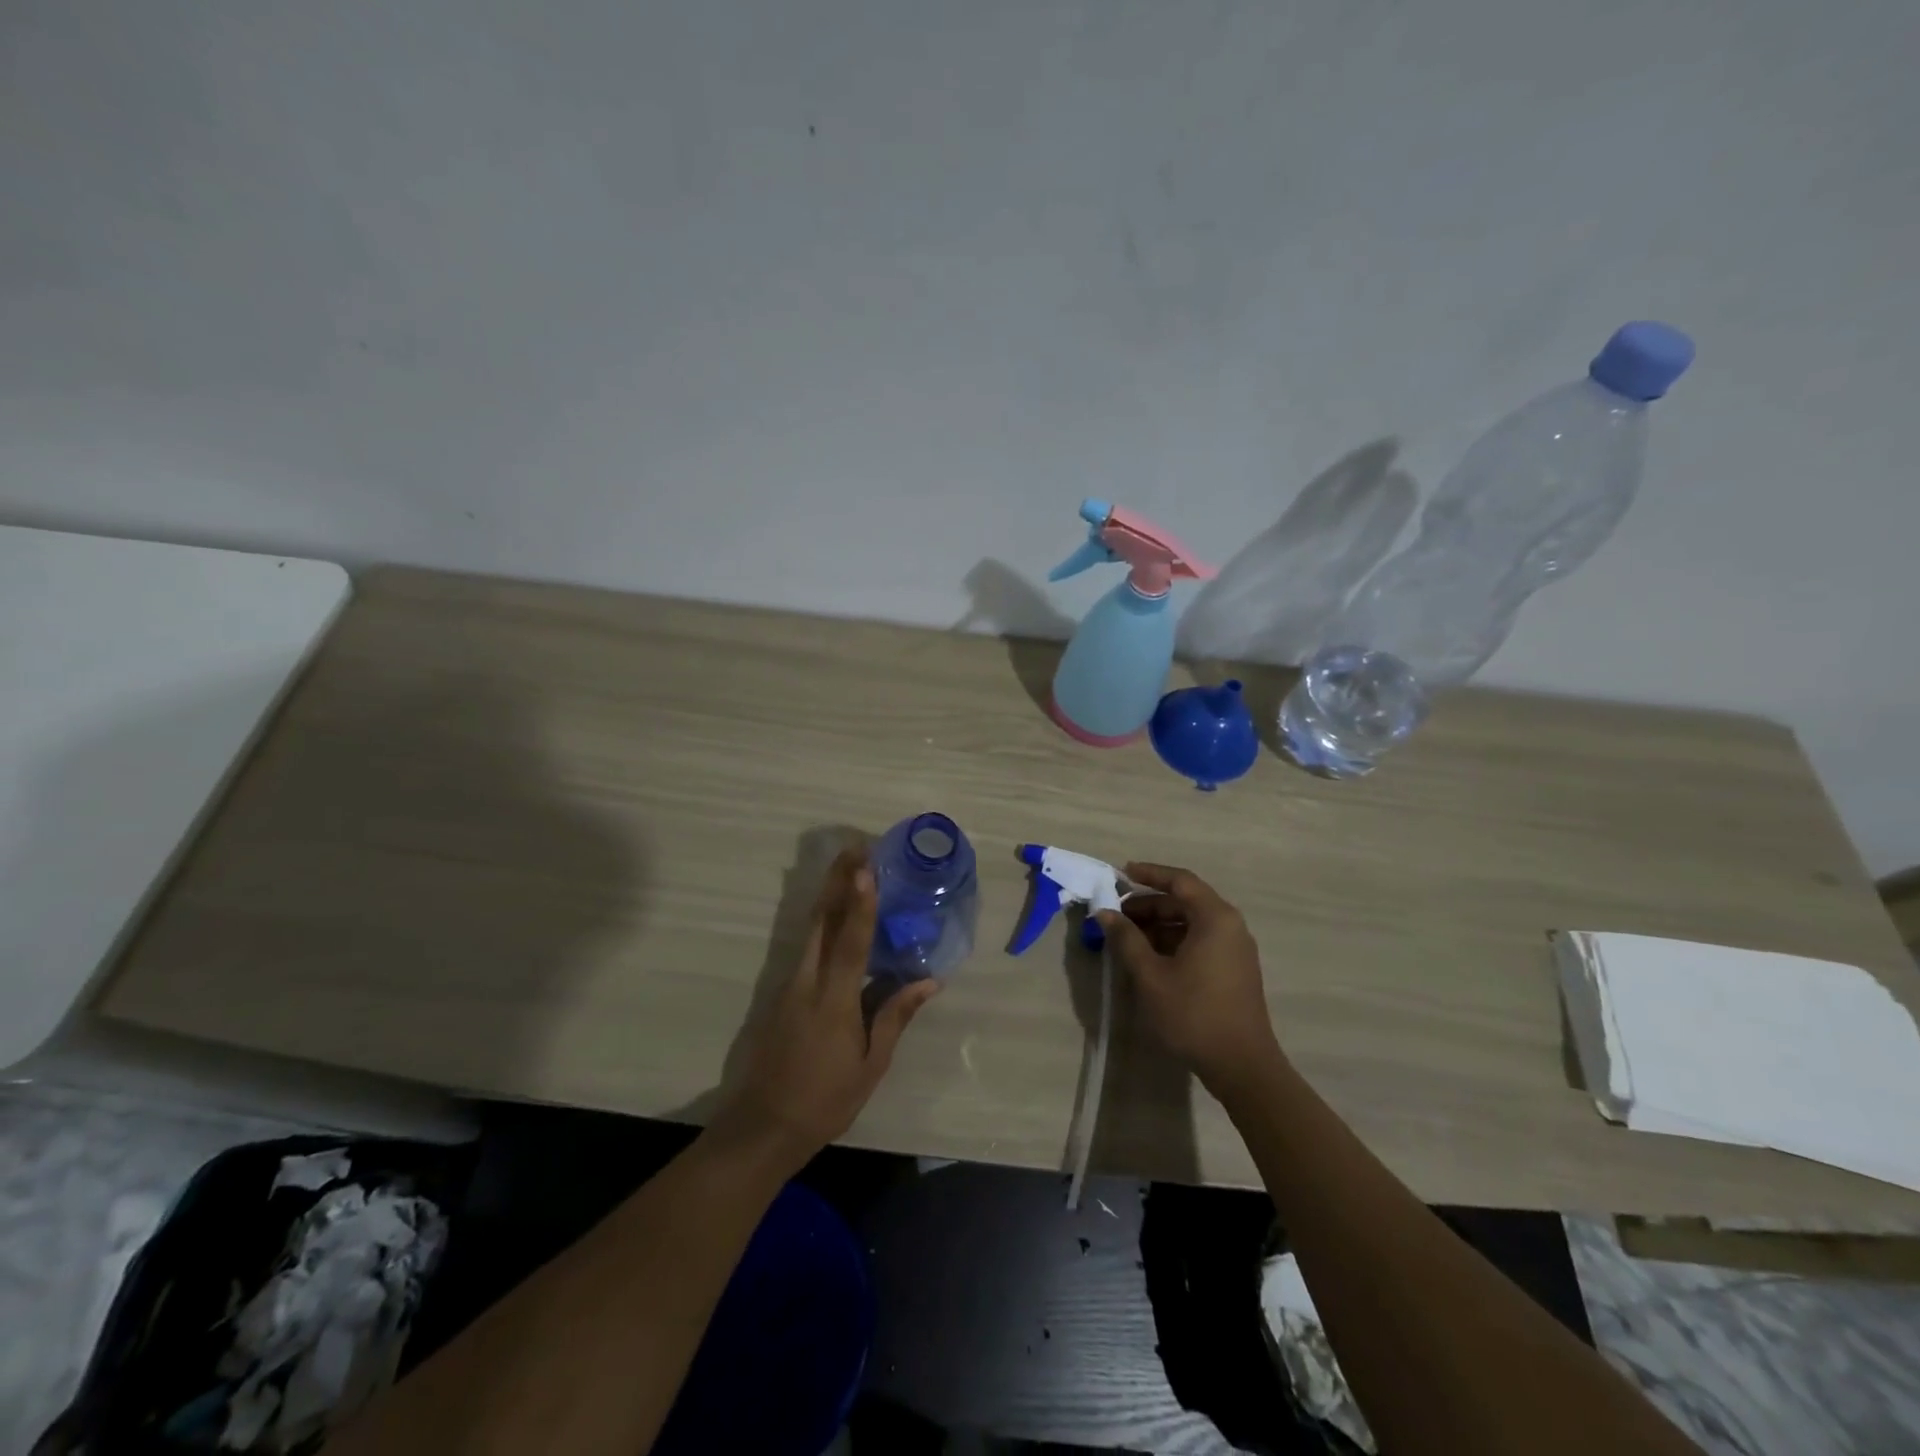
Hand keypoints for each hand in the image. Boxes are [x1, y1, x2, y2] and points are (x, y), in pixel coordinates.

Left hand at [712, 848, 939, 1171]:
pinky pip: (805, 947)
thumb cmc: (825, 1099)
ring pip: (810, 930)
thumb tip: (929, 981)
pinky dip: (822, 922)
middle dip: (837, 882)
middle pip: (822, 921)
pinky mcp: (782, 993)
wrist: (763, 1126)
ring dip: (828, 896)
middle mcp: (808, 982)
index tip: (865, 868)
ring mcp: (790, 985)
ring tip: (848, 870)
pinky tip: (834, 915)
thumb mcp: (870, 1064)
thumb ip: (895, 1017)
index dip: (860, 903)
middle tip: (856, 849)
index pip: (850, 941)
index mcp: (834, 1000)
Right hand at [1096, 862, 1282, 1093]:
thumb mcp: (1150, 975)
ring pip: (1191, 923)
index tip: (1121, 873)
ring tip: (1127, 937)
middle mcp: (1230, 926)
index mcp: (1215, 918)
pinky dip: (1174, 941)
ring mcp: (1235, 949)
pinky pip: (1200, 941)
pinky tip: (1149, 957)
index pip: (1180, 880)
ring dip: (1159, 924)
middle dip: (1149, 904)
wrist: (1242, 1066)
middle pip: (1185, 901)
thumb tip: (1105, 913)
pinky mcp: (1234, 970)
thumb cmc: (1193, 1014)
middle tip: (1116, 914)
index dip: (1149, 874)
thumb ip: (1126, 939)